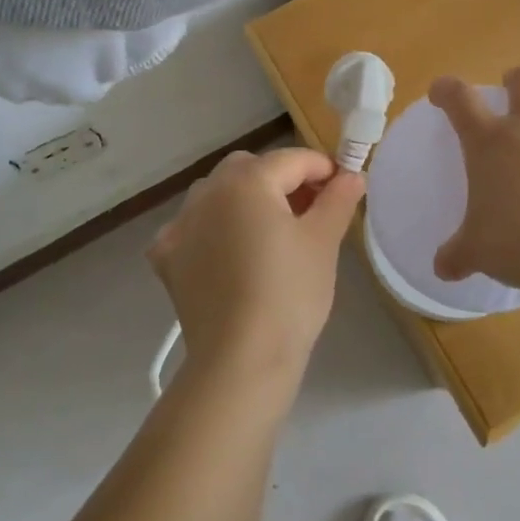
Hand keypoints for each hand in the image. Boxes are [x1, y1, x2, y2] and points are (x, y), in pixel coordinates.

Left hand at [147, 148, 365, 385]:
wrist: (241, 361)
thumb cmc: (290, 294)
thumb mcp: (323, 242)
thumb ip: (338, 199)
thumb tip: (352, 175)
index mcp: (247, 181)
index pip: (292, 160)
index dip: (323, 169)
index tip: (343, 190)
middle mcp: (207, 192)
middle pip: (250, 169)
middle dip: (281, 180)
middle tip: (309, 212)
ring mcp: (180, 224)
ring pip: (217, 194)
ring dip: (243, 200)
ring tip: (269, 234)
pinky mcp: (167, 258)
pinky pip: (192, 228)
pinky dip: (211, 231)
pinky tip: (227, 255)